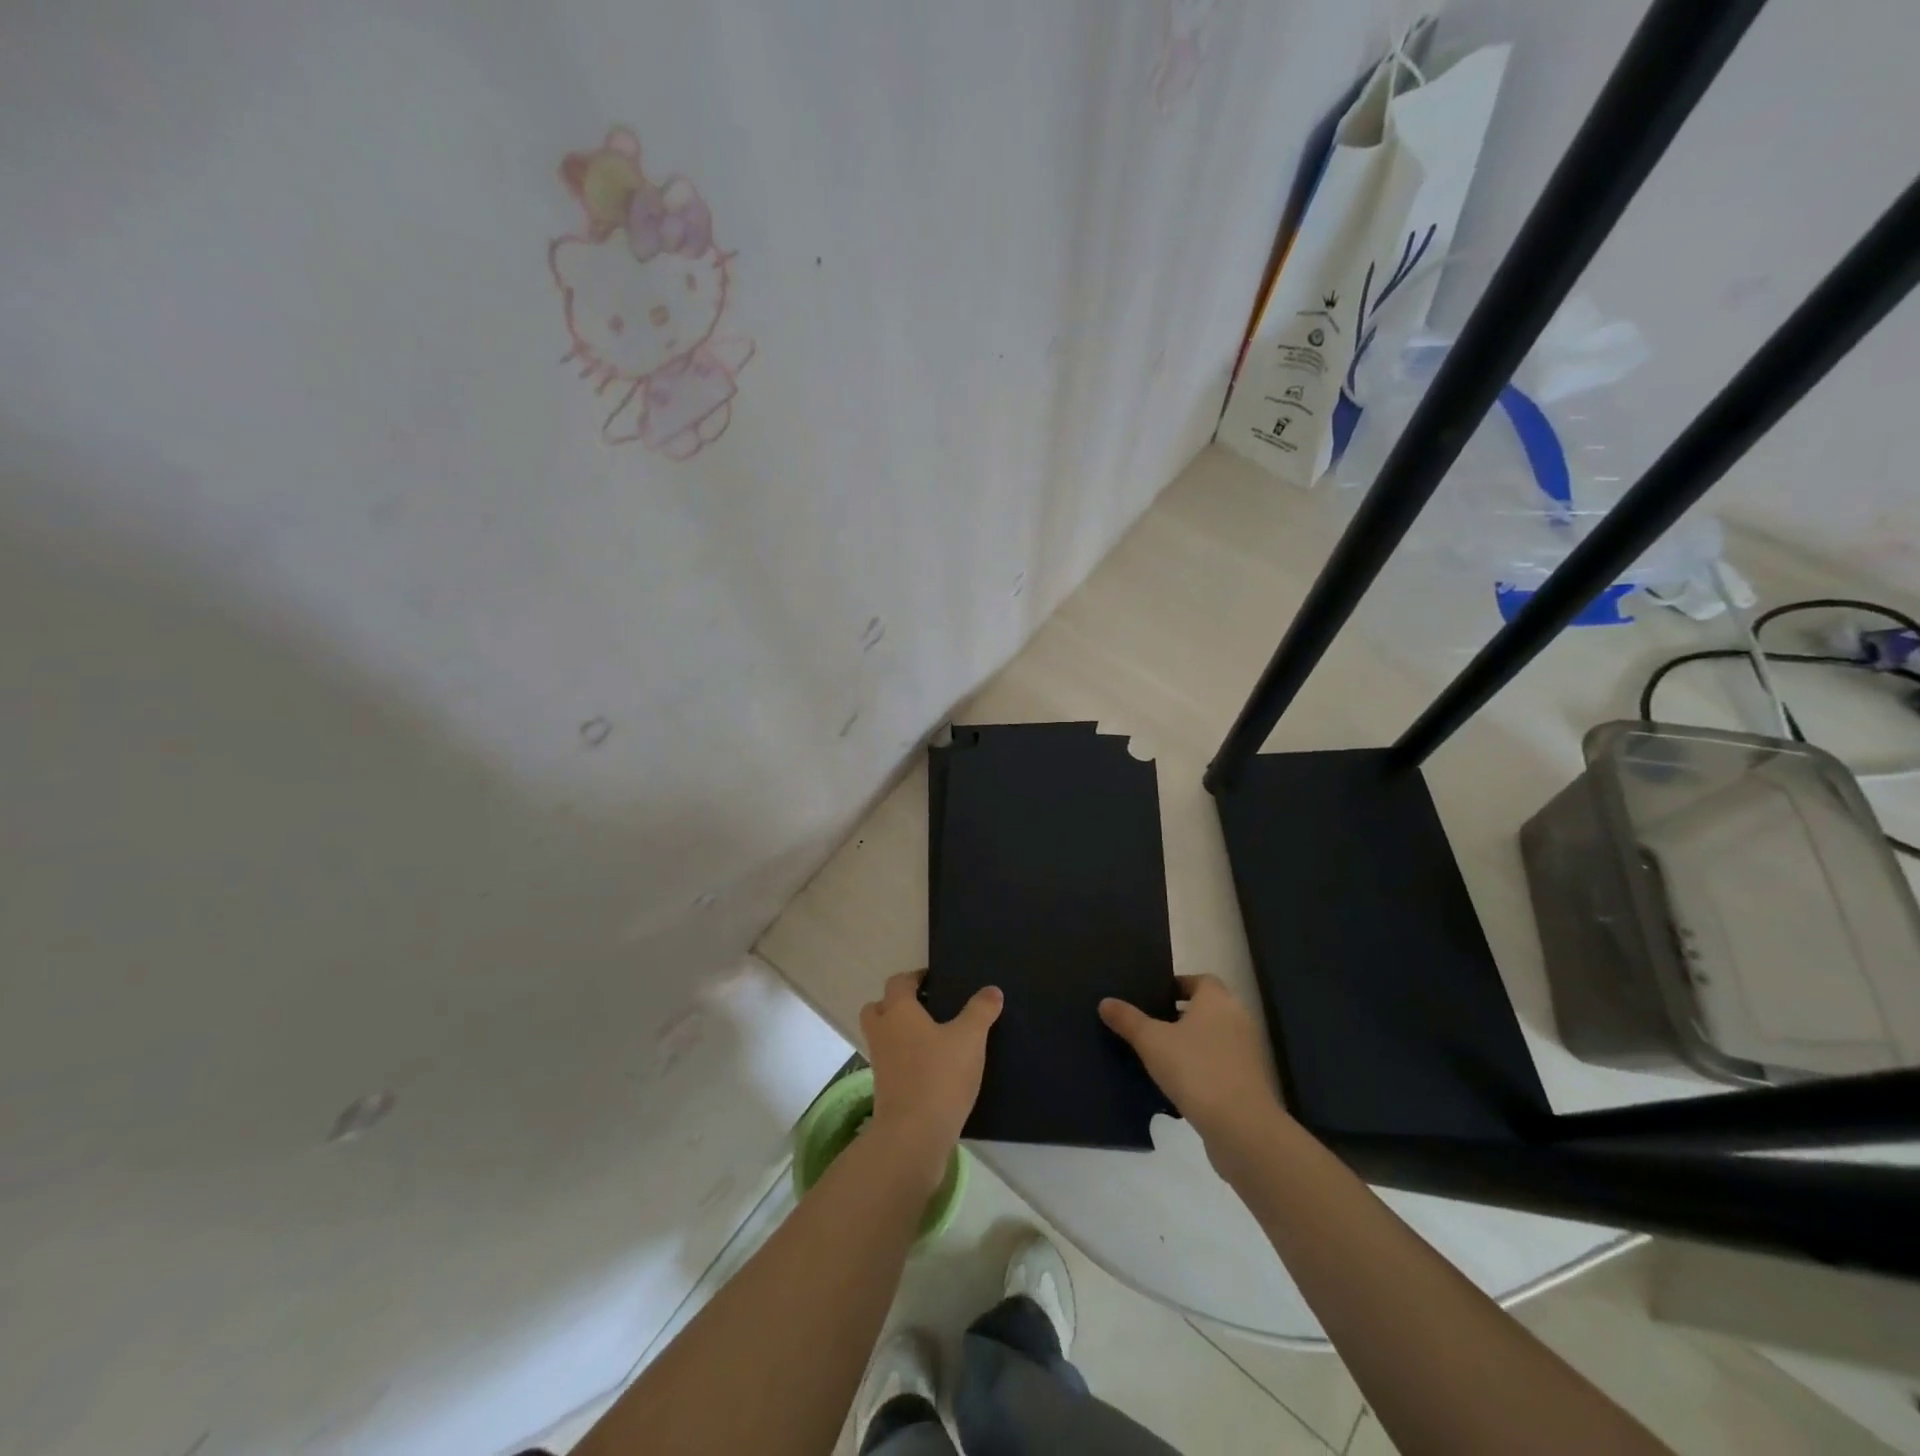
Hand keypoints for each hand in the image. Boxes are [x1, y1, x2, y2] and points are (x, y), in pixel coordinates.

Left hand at [860, 971, 1001, 1180]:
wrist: (913, 1136)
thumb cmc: (939, 1075)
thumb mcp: (970, 1038)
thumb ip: (981, 1011)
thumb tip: (992, 990)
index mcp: (898, 1011)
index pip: (898, 982)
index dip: (915, 977)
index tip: (934, 980)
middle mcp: (882, 1032)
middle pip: (879, 1007)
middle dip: (897, 1004)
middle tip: (927, 1008)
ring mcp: (879, 1062)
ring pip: (883, 1036)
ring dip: (900, 1033)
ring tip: (934, 1038)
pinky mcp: (884, 1089)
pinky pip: (891, 1062)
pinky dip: (905, 1059)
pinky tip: (932, 1068)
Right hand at [1100, 975, 1286, 1169]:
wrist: (1241, 1127)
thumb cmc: (1196, 1070)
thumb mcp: (1151, 1042)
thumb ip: (1128, 1020)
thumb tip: (1105, 1002)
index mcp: (1217, 1000)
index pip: (1199, 980)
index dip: (1176, 985)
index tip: (1153, 997)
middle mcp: (1237, 1018)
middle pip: (1206, 1008)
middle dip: (1180, 1014)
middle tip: (1150, 1023)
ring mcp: (1247, 1052)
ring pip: (1213, 1037)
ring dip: (1191, 1043)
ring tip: (1159, 1054)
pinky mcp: (1249, 1082)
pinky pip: (1220, 1064)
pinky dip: (1202, 1067)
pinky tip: (1179, 1083)